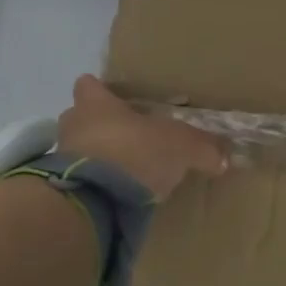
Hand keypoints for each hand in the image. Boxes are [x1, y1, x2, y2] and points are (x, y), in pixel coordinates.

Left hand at [56, 75, 227, 199]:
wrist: (95, 200)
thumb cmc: (135, 152)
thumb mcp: (181, 147)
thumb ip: (202, 149)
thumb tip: (224, 158)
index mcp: (96, 103)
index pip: (88, 85)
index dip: (102, 91)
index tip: (118, 101)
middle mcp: (73, 125)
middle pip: (82, 119)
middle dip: (101, 128)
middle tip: (129, 139)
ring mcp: (61, 159)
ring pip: (80, 151)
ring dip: (98, 159)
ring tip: (126, 173)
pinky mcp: (62, 190)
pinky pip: (81, 181)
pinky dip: (97, 186)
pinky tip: (118, 197)